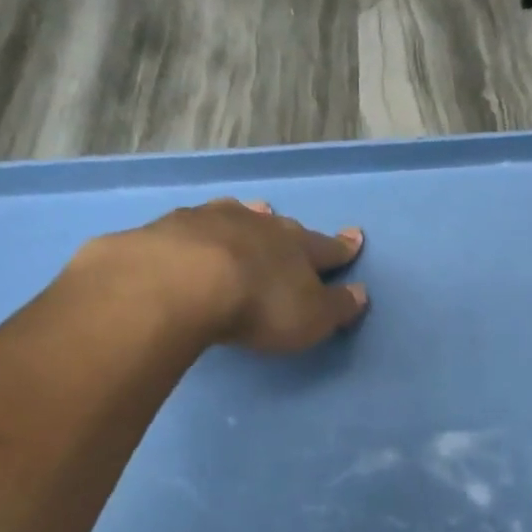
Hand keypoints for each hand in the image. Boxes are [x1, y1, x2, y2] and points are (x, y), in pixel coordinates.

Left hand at [79, 198, 368, 353]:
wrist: (181, 283)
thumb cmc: (259, 306)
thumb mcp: (311, 319)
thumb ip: (337, 307)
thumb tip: (361, 292)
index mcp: (298, 247)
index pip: (328, 247)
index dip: (343, 247)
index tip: (355, 237)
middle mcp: (260, 225)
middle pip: (280, 226)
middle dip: (288, 231)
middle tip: (291, 228)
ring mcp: (212, 220)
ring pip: (237, 215)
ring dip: (246, 218)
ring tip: (248, 213)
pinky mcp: (170, 227)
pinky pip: (193, 224)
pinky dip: (200, 230)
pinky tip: (193, 234)